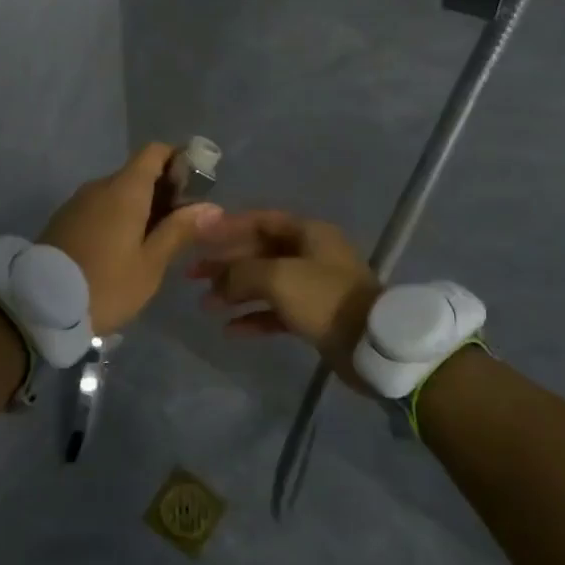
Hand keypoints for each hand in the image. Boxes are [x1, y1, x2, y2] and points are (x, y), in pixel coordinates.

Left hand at [40, 145, 223, 333]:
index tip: (195, 187)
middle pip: (137, 173)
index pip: (154, 152)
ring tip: (156, 242)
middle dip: (163, 190)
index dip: (178, 160)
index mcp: (124, 190)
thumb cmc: (106, 285)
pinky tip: (125, 248)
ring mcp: (77, 202)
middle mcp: (99, 186)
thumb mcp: (150, 264)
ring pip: (118, 192)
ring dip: (140, 207)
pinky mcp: (64, 220)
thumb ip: (178, 231)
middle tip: (182, 225)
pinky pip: (100, 208)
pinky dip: (118, 217)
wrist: (39, 307)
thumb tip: (211, 206)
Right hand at [187, 211, 382, 390]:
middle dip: (226, 263)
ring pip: (265, 283)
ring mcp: (313, 286)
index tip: (199, 237)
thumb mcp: (277, 277)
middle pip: (259, 252)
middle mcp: (310, 254)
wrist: (371, 344)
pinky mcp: (314, 316)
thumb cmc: (324, 298)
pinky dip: (253, 317)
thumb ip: (241, 273)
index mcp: (308, 233)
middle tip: (193, 275)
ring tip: (205, 305)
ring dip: (235, 292)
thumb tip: (218, 282)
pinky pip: (276, 311)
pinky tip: (230, 329)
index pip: (260, 221)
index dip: (228, 227)